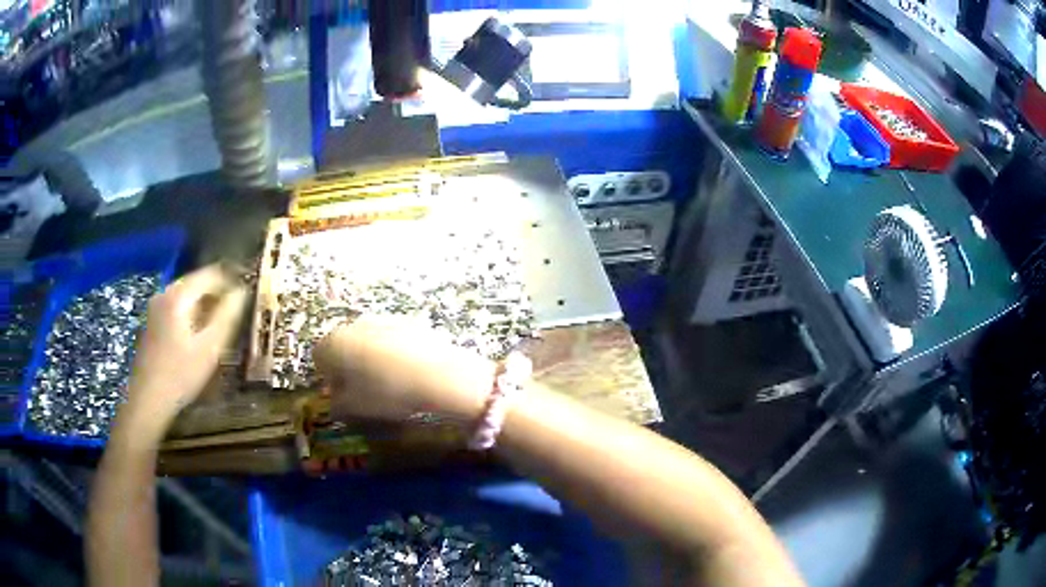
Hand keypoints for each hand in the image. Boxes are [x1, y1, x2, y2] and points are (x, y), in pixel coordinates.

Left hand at [121, 265, 247, 441]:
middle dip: (217, 294)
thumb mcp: (209, 348)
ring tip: (219, 325)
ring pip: (186, 296)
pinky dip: (191, 314)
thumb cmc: (180, 374)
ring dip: (204, 305)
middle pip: (197, 282)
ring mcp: (156, 307)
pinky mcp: (152, 321)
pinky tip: (197, 336)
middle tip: (235, 313)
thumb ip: (227, 316)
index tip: (246, 295)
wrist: (148, 399)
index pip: (211, 274)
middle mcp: (165, 293)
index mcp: (179, 295)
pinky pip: (177, 307)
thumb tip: (241, 292)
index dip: (230, 281)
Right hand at [315, 315, 495, 422]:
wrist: (437, 374)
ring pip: (366, 340)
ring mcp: (382, 319)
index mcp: (334, 343)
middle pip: (342, 345)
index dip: (329, 378)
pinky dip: (392, 352)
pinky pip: (390, 339)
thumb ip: (337, 404)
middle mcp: (354, 324)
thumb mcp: (355, 407)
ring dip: (370, 358)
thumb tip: (335, 401)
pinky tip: (408, 371)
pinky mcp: (407, 321)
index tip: (342, 394)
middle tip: (364, 389)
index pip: (319, 357)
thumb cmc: (386, 392)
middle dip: (348, 366)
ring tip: (389, 382)